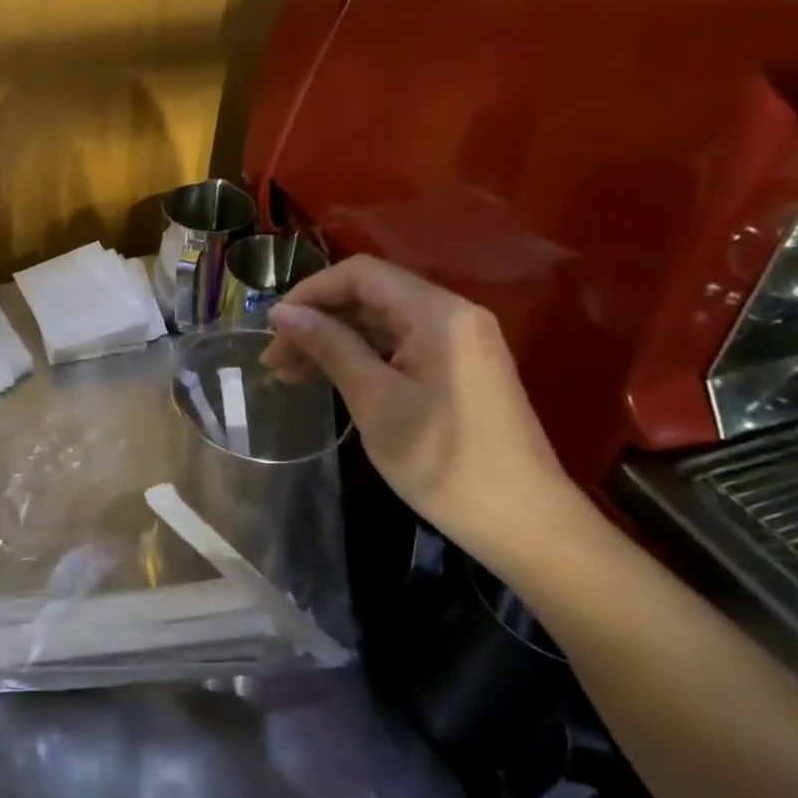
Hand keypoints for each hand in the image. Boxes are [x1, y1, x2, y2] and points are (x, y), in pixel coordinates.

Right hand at [264, 256, 576, 570]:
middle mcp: (453, 314)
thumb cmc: (443, 461)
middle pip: (371, 295)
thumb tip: (283, 312)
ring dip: (336, 340)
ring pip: (383, 322)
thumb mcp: (375, 400)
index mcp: (437, 313)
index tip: (273, 328)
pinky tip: (334, 379)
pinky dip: (363, 356)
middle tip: (276, 361)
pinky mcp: (461, 368)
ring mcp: (461, 341)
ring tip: (294, 375)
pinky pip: (401, 344)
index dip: (310, 292)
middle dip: (319, 320)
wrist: (525, 523)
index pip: (361, 274)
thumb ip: (330, 346)